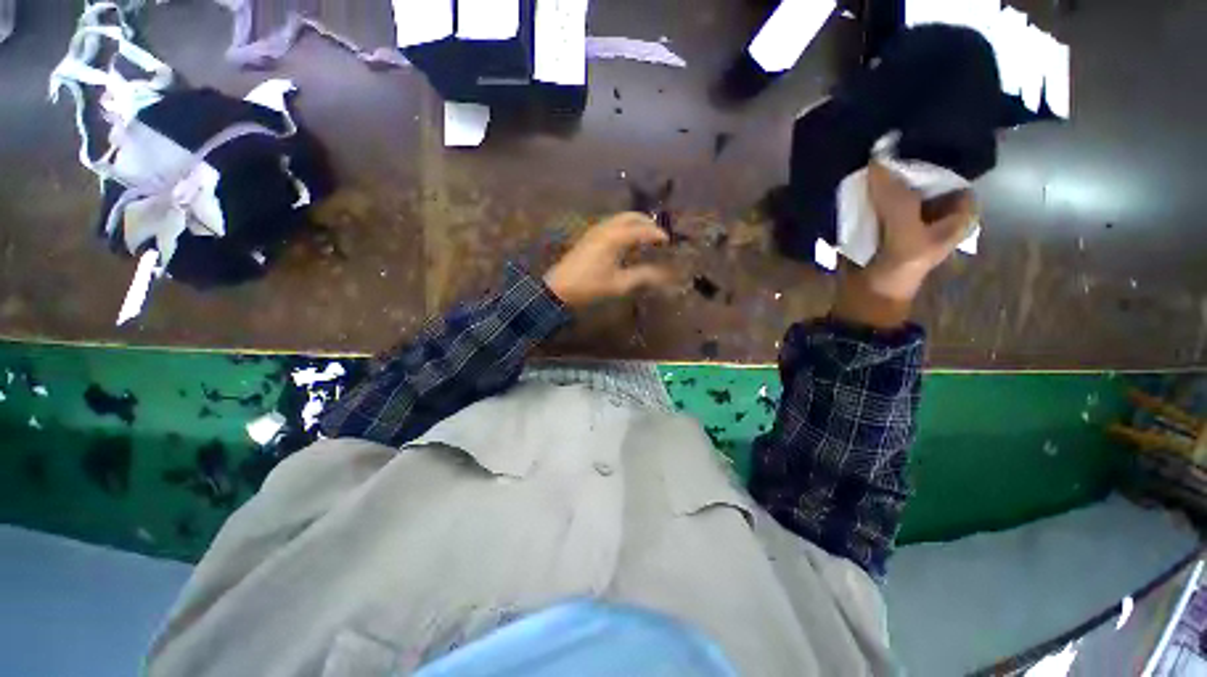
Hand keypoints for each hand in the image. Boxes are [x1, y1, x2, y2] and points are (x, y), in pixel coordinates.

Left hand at [543, 213, 672, 308]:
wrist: (559, 288)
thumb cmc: (590, 287)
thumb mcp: (619, 284)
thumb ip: (642, 276)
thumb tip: (661, 273)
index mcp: (615, 237)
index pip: (642, 230)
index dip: (657, 234)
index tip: (668, 242)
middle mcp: (606, 228)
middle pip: (631, 217)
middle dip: (647, 223)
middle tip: (658, 236)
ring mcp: (596, 230)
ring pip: (620, 219)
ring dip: (635, 224)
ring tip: (645, 238)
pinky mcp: (590, 236)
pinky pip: (612, 224)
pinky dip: (624, 227)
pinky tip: (627, 242)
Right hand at [832, 162, 976, 329]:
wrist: (864, 299)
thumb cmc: (897, 273)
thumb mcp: (906, 237)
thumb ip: (897, 201)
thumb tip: (877, 161)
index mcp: (955, 216)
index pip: (953, 176)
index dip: (938, 163)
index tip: (914, 148)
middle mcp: (933, 212)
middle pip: (924, 179)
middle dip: (906, 167)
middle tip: (885, 151)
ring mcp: (904, 219)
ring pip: (898, 189)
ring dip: (883, 180)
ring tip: (868, 162)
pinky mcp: (878, 225)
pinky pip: (876, 202)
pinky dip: (867, 195)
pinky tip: (856, 184)